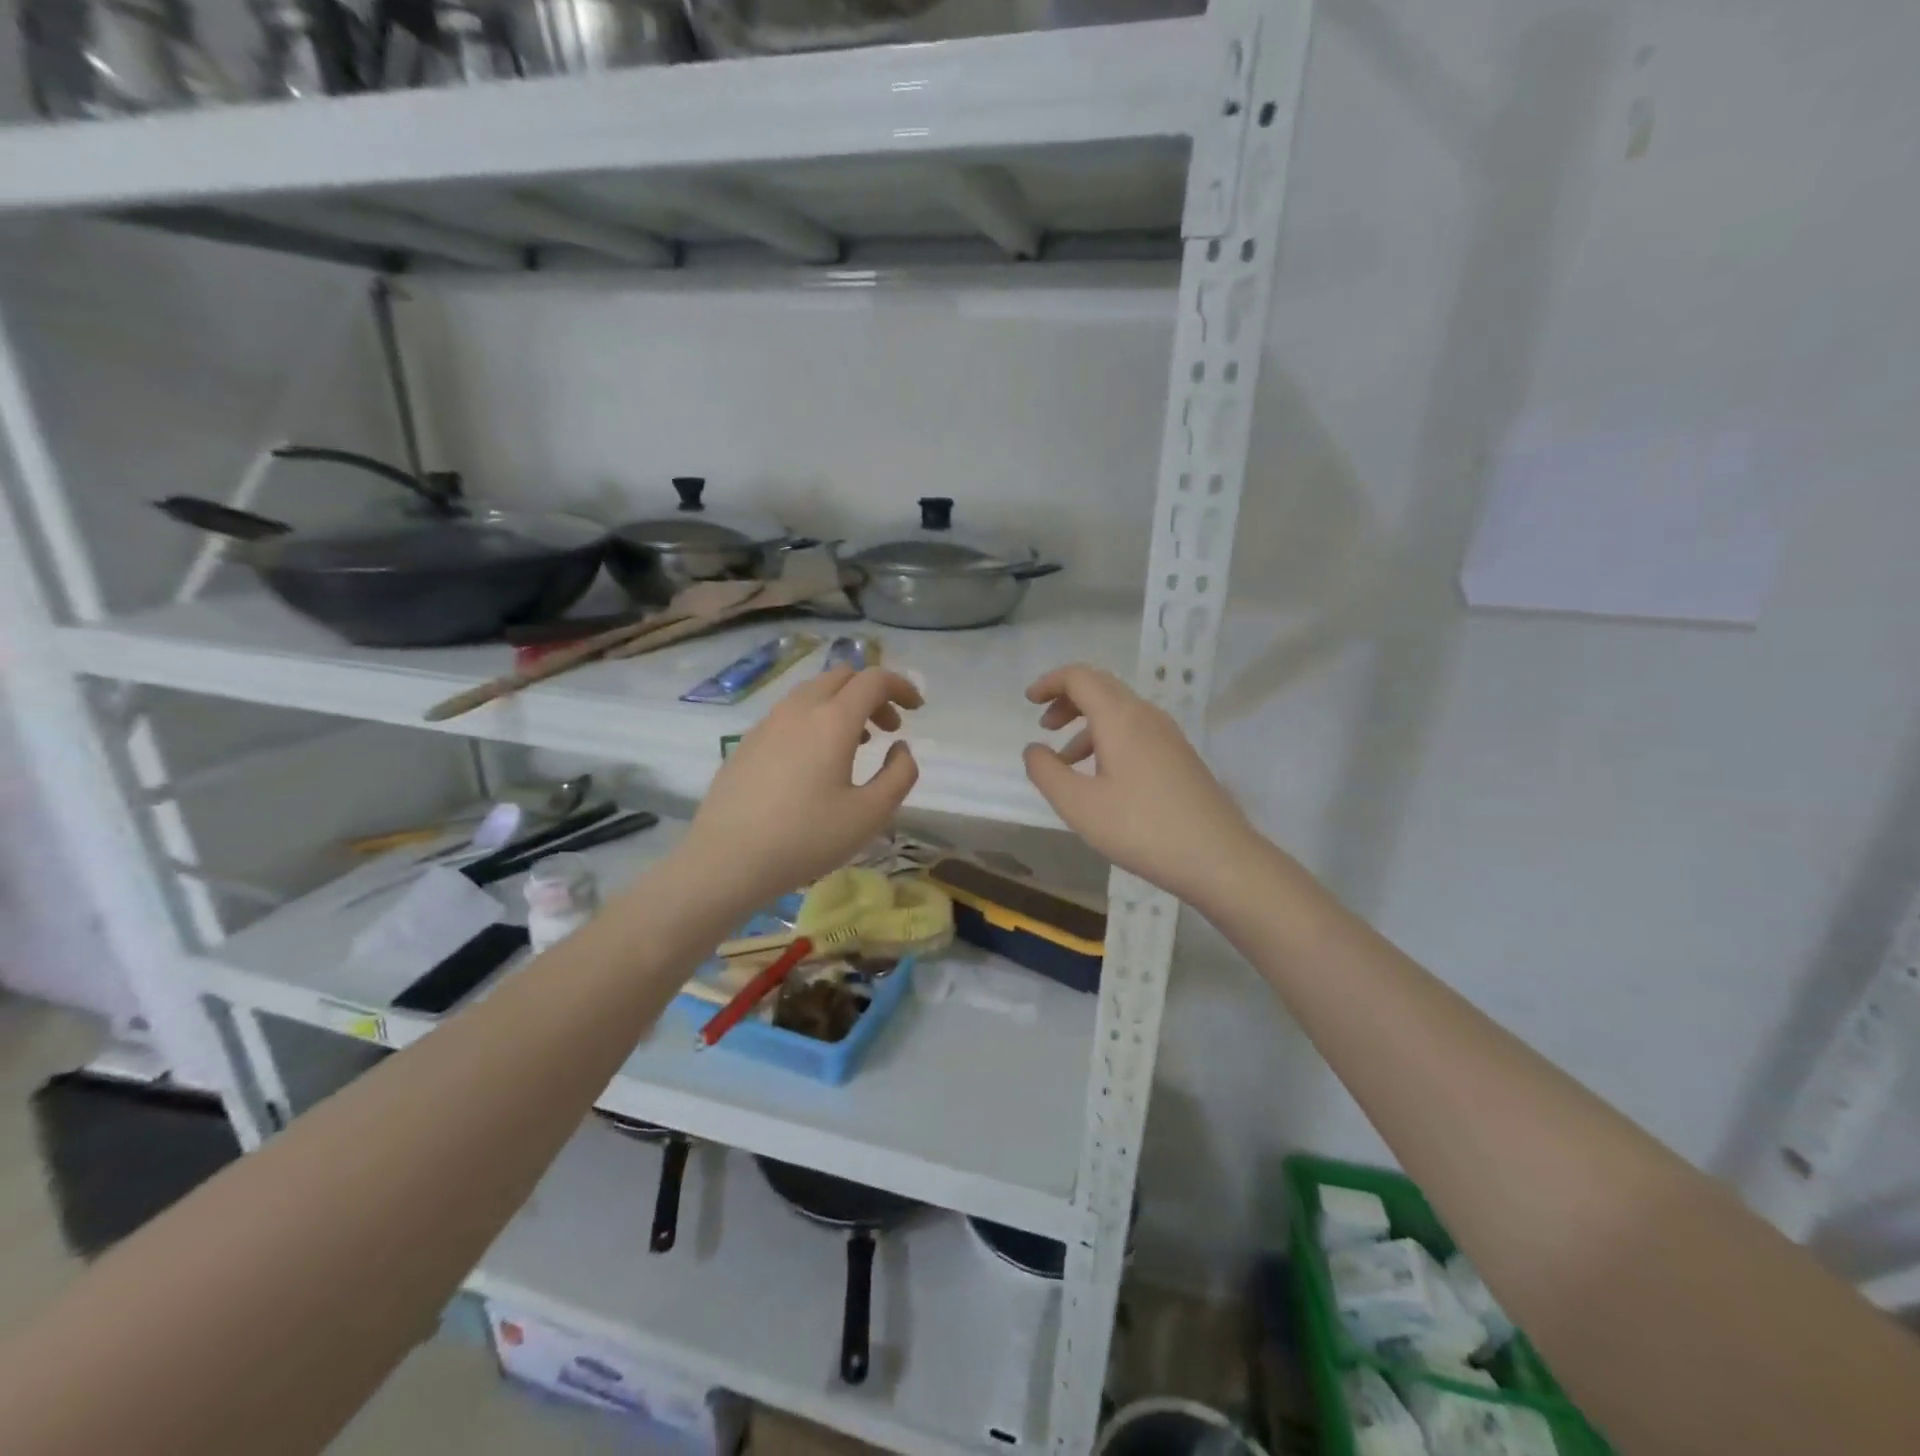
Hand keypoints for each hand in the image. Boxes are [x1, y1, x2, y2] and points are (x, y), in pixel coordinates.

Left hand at [677, 665, 921, 907]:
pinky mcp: (748, 741)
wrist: (726, 859)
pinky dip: (816, 718)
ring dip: (843, 704)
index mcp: (833, 720)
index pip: (874, 680)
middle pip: (842, 676)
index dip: (902, 686)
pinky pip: (790, 712)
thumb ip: (899, 775)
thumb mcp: (870, 815)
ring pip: (813, 692)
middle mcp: (799, 709)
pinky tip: (815, 759)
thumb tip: (900, 748)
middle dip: (873, 693)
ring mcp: (768, 723)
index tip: (917, 708)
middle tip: (889, 728)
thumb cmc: (806, 838)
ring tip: (857, 743)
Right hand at [1023, 664, 1259, 907]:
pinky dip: (1108, 740)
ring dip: (1087, 724)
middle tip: (1044, 726)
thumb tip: (1034, 749)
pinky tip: (1101, 778)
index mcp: (1120, 718)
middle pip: (1101, 687)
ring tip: (1065, 761)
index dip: (1050, 682)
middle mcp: (1146, 716)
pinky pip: (1136, 732)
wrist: (1218, 857)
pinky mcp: (1180, 757)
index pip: (1080, 677)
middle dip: (1067, 700)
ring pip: (1120, 712)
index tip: (1028, 701)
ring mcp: (1168, 736)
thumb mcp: (1079, 805)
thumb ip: (1047, 772)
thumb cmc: (1141, 828)